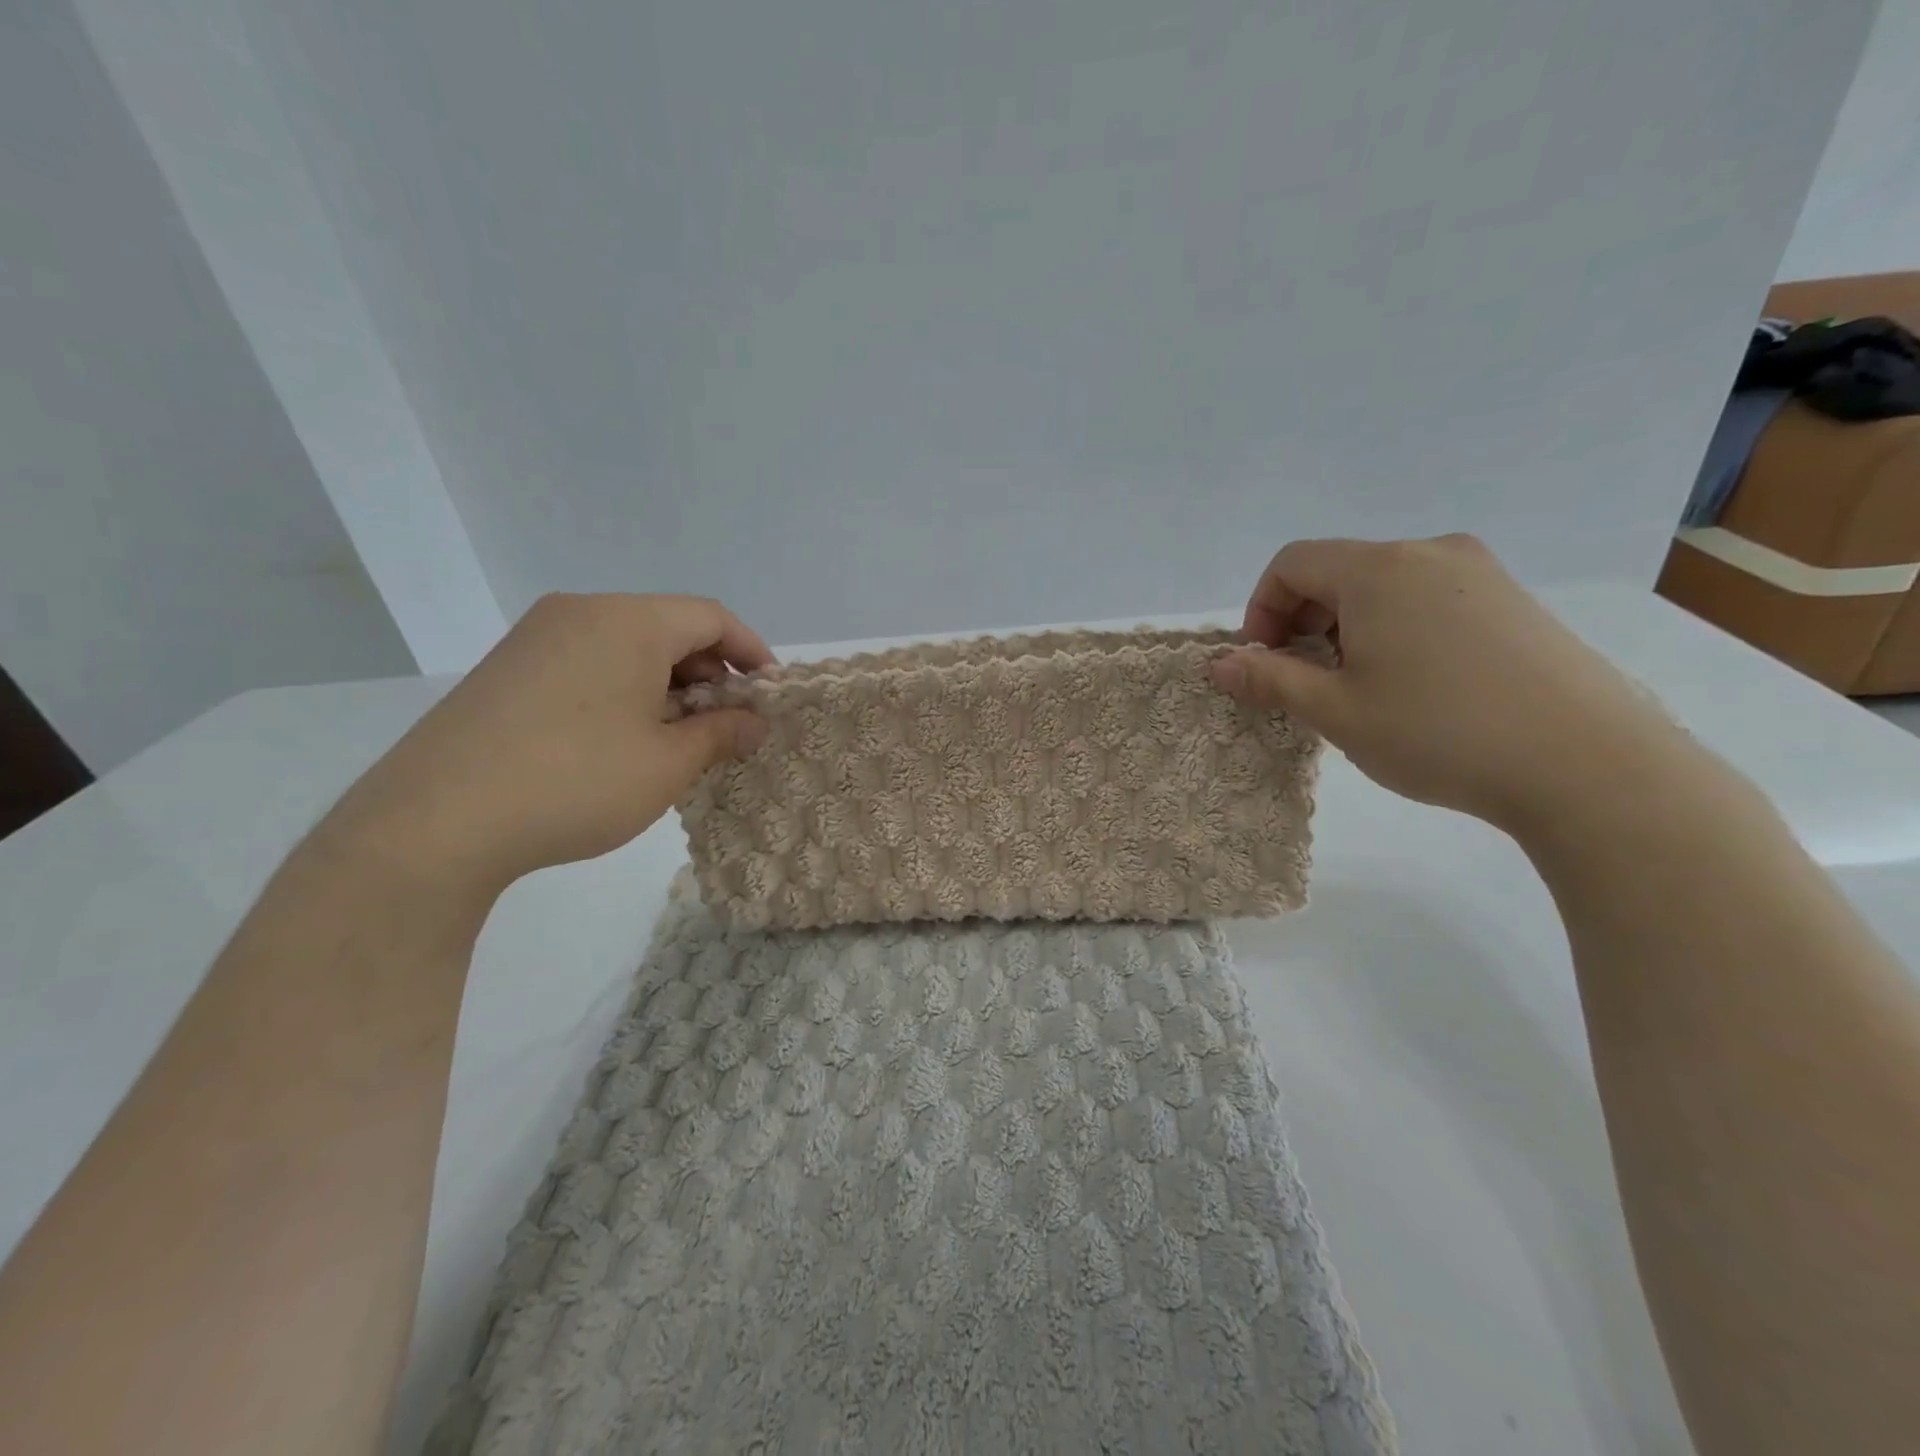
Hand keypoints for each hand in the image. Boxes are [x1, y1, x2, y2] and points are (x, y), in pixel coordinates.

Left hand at [322, 593, 772, 895]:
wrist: (436, 821)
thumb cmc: (577, 782)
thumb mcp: (668, 764)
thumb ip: (722, 734)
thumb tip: (754, 722)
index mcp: (629, 621)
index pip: (711, 617)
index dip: (751, 652)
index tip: (769, 694)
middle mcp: (581, 612)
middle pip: (669, 626)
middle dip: (709, 673)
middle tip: (726, 725)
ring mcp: (537, 637)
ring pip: (627, 645)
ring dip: (667, 684)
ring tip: (677, 738)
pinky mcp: (507, 667)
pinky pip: (588, 662)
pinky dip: (624, 689)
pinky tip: (623, 740)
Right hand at [1212, 535, 1688, 828]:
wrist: (1588, 765)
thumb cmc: (1438, 732)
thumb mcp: (1335, 711)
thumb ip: (1269, 679)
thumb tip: (1218, 664)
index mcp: (1379, 569)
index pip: (1292, 563)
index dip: (1261, 610)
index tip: (1264, 663)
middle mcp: (1430, 553)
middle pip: (1338, 570)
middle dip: (1303, 621)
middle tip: (1305, 680)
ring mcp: (1481, 574)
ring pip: (1384, 586)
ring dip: (1349, 627)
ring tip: (1359, 687)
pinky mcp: (1514, 601)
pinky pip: (1430, 599)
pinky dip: (1396, 630)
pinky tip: (1415, 685)